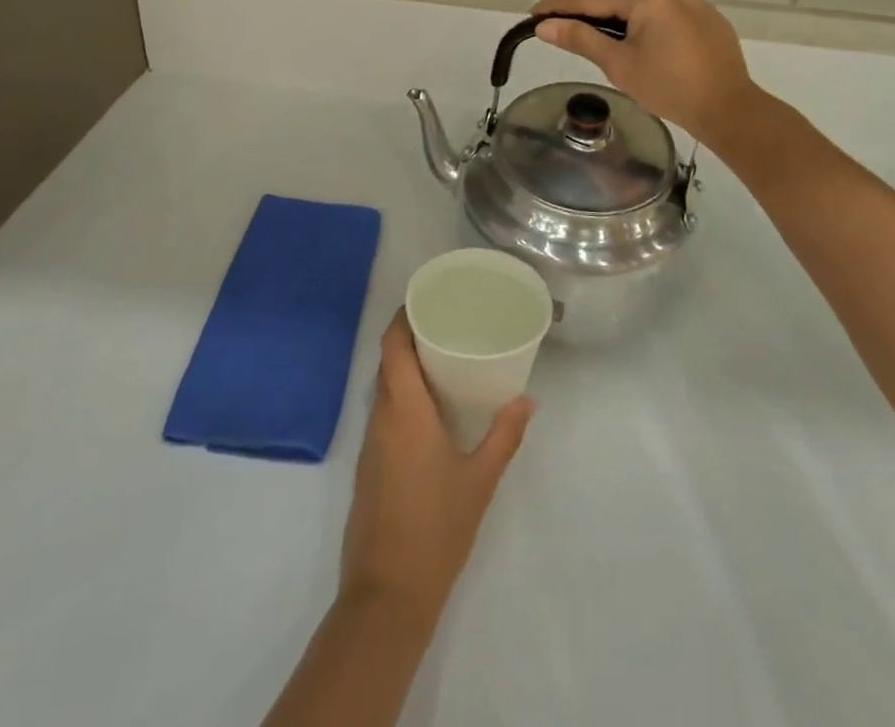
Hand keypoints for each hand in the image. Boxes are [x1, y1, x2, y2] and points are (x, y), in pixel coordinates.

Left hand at [340, 312, 532, 625]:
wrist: (387, 595)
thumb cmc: (436, 529)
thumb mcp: (480, 481)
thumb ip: (504, 436)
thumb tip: (527, 400)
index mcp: (404, 411)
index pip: (393, 346)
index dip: (403, 317)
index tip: (426, 300)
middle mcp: (381, 417)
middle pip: (387, 362)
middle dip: (409, 337)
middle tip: (444, 324)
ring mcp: (370, 443)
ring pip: (383, 388)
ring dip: (404, 368)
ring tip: (441, 359)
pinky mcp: (367, 466)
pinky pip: (382, 413)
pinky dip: (400, 397)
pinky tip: (427, 409)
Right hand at [533, 0, 765, 148]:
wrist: (730, 110)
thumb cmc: (668, 88)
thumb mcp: (618, 64)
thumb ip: (581, 39)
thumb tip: (545, 25)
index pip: (593, 0)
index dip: (561, 7)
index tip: (535, 13)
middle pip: (621, 3)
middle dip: (593, 17)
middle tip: (566, 31)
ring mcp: (696, 5)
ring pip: (646, 12)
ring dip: (623, 24)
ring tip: (605, 45)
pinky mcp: (712, 22)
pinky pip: (669, 20)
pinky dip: (651, 31)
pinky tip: (647, 50)